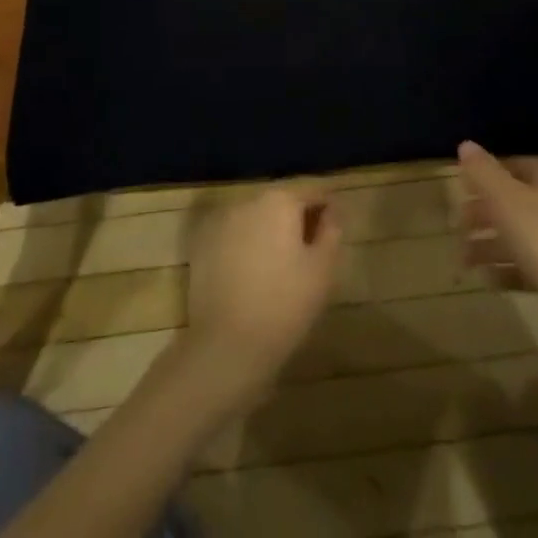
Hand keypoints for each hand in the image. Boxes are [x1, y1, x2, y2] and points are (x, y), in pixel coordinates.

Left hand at [181, 184, 342, 410]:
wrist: (226, 347)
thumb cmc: (284, 305)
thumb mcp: (322, 269)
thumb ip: (332, 231)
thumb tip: (332, 211)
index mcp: (280, 200)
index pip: (312, 190)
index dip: (327, 206)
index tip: (335, 227)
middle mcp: (248, 200)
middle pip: (281, 201)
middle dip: (298, 218)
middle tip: (311, 250)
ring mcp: (221, 221)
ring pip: (257, 217)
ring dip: (271, 230)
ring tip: (282, 264)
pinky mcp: (202, 245)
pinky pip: (234, 236)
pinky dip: (247, 245)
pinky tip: (254, 274)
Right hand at [458, 141, 537, 300]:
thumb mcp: (505, 198)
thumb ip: (483, 172)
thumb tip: (465, 144)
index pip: (514, 166)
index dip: (486, 174)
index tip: (461, 187)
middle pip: (514, 202)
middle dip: (483, 214)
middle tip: (458, 225)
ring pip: (518, 236)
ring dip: (489, 245)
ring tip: (464, 259)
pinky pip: (528, 265)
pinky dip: (506, 269)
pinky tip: (486, 279)